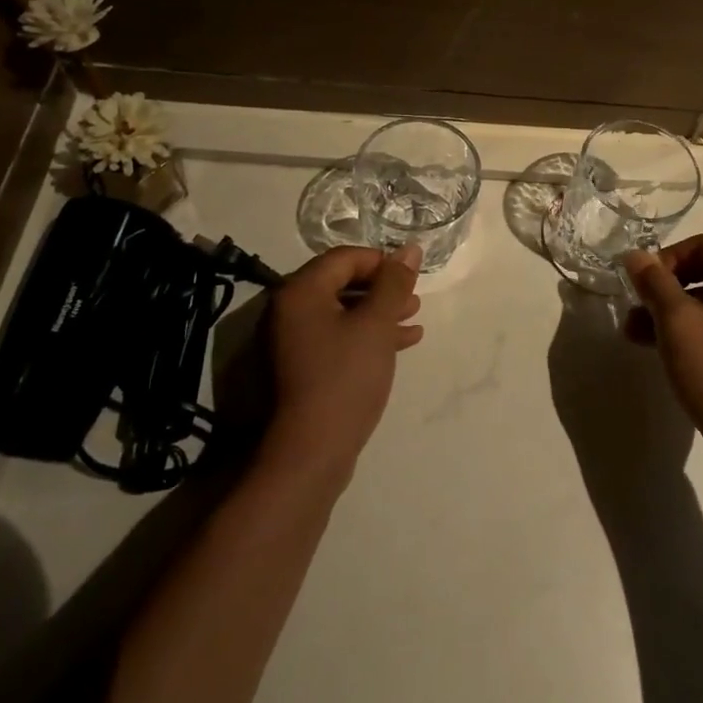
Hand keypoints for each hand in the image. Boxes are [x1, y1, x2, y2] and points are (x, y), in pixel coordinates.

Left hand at [261, 245, 423, 483]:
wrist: (310, 453)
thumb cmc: (345, 377)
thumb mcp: (376, 324)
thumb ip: (394, 283)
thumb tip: (409, 249)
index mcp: (300, 291)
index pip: (344, 258)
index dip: (381, 261)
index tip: (410, 278)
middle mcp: (288, 310)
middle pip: (341, 283)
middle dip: (382, 289)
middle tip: (414, 300)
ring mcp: (291, 341)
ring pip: (342, 312)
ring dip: (378, 313)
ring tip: (413, 320)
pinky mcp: (300, 368)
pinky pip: (336, 337)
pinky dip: (366, 335)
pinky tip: (400, 343)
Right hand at [621, 233, 702, 458]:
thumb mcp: (675, 321)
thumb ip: (653, 282)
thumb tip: (635, 255)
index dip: (671, 255)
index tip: (645, 282)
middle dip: (667, 289)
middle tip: (637, 311)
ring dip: (676, 313)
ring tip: (638, 338)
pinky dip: (698, 332)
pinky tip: (669, 354)